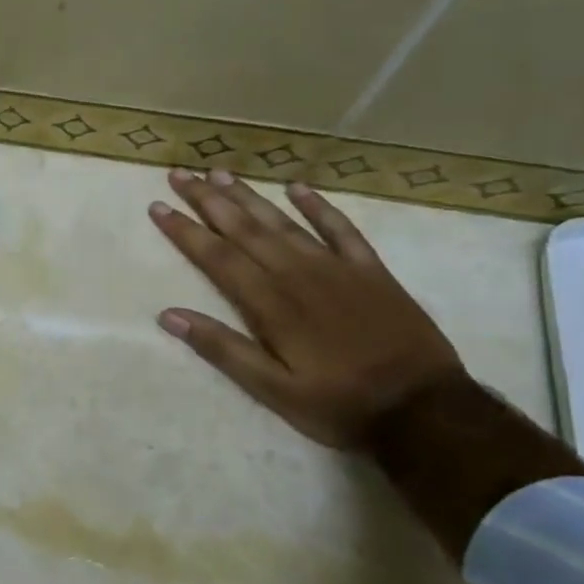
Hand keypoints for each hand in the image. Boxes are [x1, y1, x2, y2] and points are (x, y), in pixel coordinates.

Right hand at [149, 170, 464, 449]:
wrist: (424, 410)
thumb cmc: (338, 405)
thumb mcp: (272, 390)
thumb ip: (223, 349)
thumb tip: (169, 315)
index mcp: (271, 304)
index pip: (217, 257)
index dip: (185, 231)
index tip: (158, 207)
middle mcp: (298, 274)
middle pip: (245, 229)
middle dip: (209, 200)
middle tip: (181, 175)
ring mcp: (337, 268)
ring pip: (283, 222)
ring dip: (249, 196)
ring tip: (220, 172)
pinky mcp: (370, 270)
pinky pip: (341, 228)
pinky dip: (318, 206)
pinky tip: (297, 187)